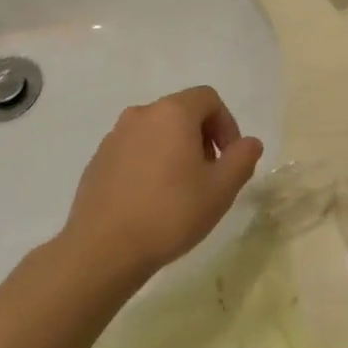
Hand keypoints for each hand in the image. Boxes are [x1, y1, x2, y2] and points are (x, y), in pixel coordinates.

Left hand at [64, 86, 264, 280]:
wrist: (102, 250)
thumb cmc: (169, 213)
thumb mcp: (220, 190)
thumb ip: (241, 159)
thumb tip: (250, 142)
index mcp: (173, 113)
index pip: (208, 98)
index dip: (226, 124)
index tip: (229, 158)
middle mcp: (141, 114)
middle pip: (181, 112)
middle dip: (202, 138)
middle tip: (208, 176)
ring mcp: (115, 136)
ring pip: (156, 131)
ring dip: (174, 150)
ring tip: (180, 190)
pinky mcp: (98, 160)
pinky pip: (133, 150)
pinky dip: (148, 163)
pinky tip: (150, 200)